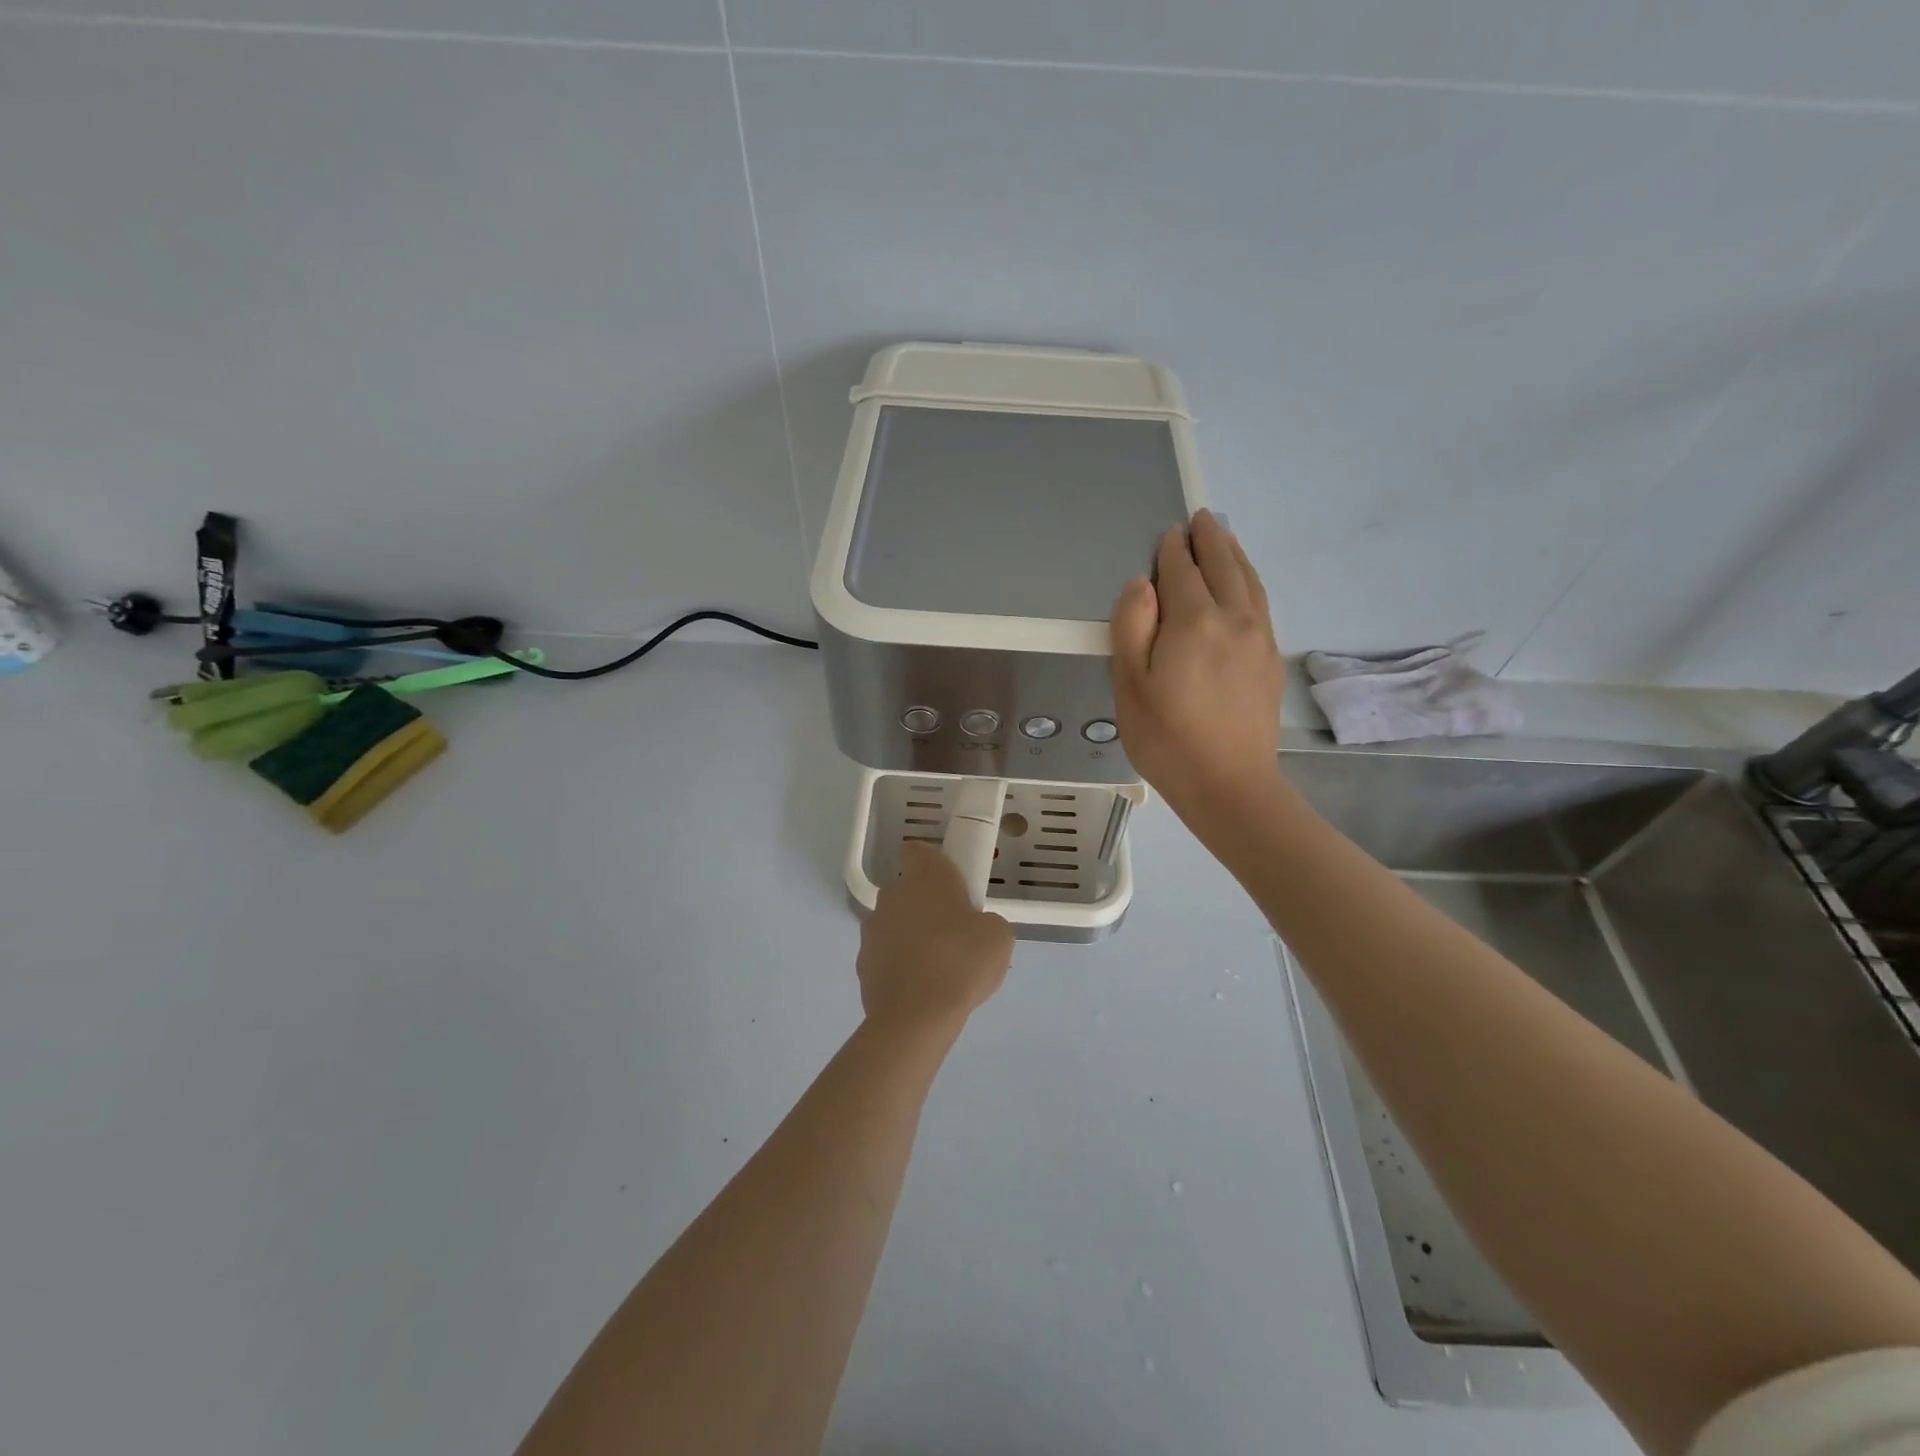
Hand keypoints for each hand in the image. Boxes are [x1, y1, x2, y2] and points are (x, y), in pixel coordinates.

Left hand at [858, 842, 1014, 1036]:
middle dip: (926, 903)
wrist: (915, 1016)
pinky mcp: (863, 961)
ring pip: (895, 921)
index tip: (951, 882)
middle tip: (954, 930)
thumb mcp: (999, 936)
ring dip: (910, 933)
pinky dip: (899, 963)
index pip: (918, 850)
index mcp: (927, 877)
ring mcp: (873, 928)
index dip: (932, 861)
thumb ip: (986, 921)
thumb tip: (974, 928)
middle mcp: (894, 894)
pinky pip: (886, 953)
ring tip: (937, 966)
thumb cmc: (962, 963)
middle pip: (907, 888)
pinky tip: (919, 986)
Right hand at [1110, 509, 1284, 825]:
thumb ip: (1132, 626)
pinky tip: (1244, 584)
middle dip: (1209, 539)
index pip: (1182, 571)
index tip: (1167, 534)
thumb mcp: (1130, 685)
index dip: (1172, 551)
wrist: (1230, 785)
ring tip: (1223, 537)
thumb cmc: (1167, 739)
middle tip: (1200, 519)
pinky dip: (1250, 581)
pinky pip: (1261, 603)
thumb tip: (1143, 583)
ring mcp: (1259, 638)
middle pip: (1223, 566)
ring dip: (1234, 554)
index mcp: (1194, 622)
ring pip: (1248, 581)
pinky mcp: (1271, 659)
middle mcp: (1233, 619)